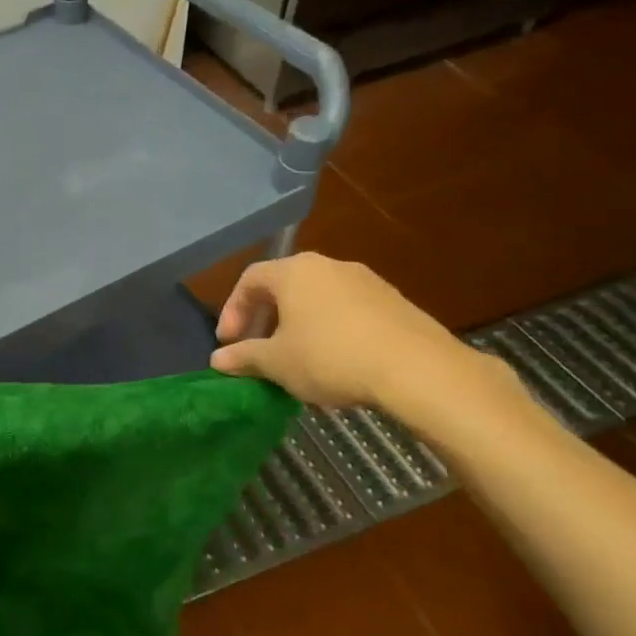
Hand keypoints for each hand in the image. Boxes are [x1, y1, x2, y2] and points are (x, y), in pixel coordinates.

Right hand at [209, 253, 489, 411]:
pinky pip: (347, 311)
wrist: (418, 369)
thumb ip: (243, 357)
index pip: (250, 279)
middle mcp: (329, 266)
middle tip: (258, 350)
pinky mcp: (394, 302)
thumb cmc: (330, 357)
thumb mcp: (277, 362)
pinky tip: (334, 362)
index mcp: (294, 271)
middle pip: (284, 286)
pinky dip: (330, 330)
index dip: (232, 310)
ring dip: (298, 325)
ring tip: (295, 360)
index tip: (229, 343)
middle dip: (265, 319)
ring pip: (317, 299)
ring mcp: (366, 281)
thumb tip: (217, 361)